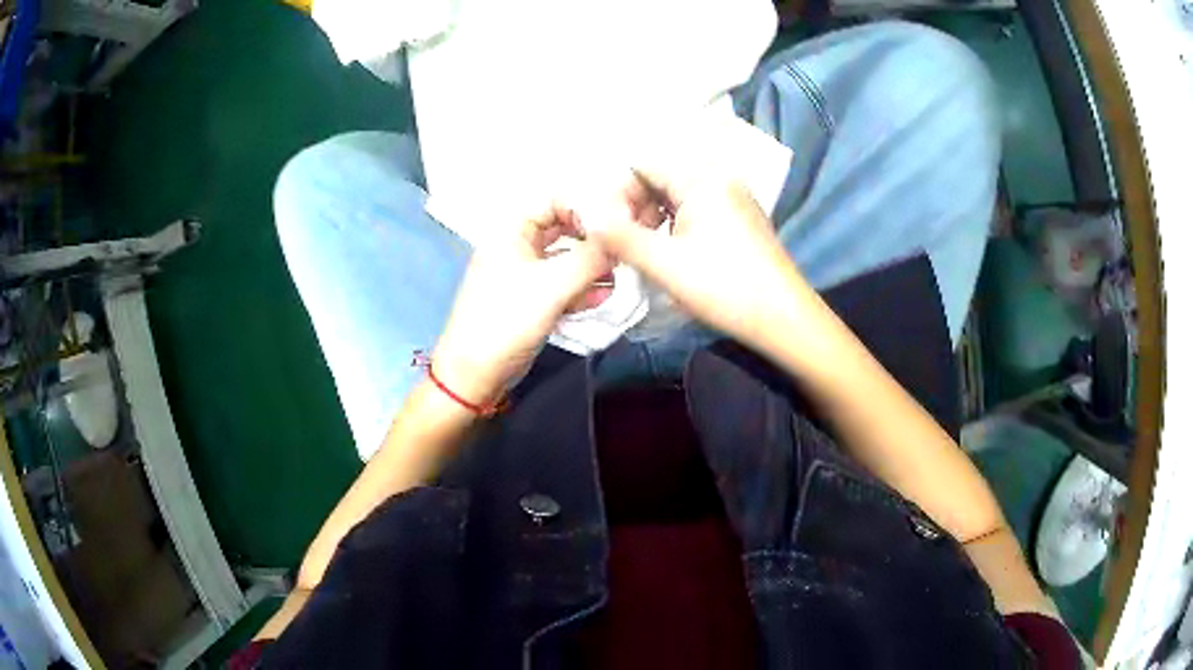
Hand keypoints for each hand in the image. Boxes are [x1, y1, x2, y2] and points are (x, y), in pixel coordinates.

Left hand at [432, 205, 613, 407]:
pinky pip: (561, 285)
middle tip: (623, 250)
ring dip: (591, 266)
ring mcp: (524, 275)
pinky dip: (581, 289)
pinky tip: (603, 297)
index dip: (584, 208)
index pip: (553, 201)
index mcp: (511, 231)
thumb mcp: (552, 286)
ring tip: (618, 277)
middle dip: (592, 239)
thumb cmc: (506, 321)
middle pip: (562, 229)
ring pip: (565, 259)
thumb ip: (590, 258)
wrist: (474, 375)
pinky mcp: (531, 301)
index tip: (615, 228)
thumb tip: (622, 239)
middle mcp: (517, 246)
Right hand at [590, 166, 813, 354]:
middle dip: (635, 208)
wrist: (785, 319)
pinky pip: (698, 212)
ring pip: (678, 198)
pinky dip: (677, 228)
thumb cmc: (724, 288)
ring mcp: (734, 200)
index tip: (609, 230)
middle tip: (624, 246)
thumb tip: (587, 216)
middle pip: (661, 179)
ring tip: (645, 255)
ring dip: (654, 220)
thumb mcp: (665, 264)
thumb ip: (620, 236)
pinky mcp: (742, 221)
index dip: (618, 194)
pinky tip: (672, 257)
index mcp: (701, 180)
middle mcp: (719, 180)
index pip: (643, 166)